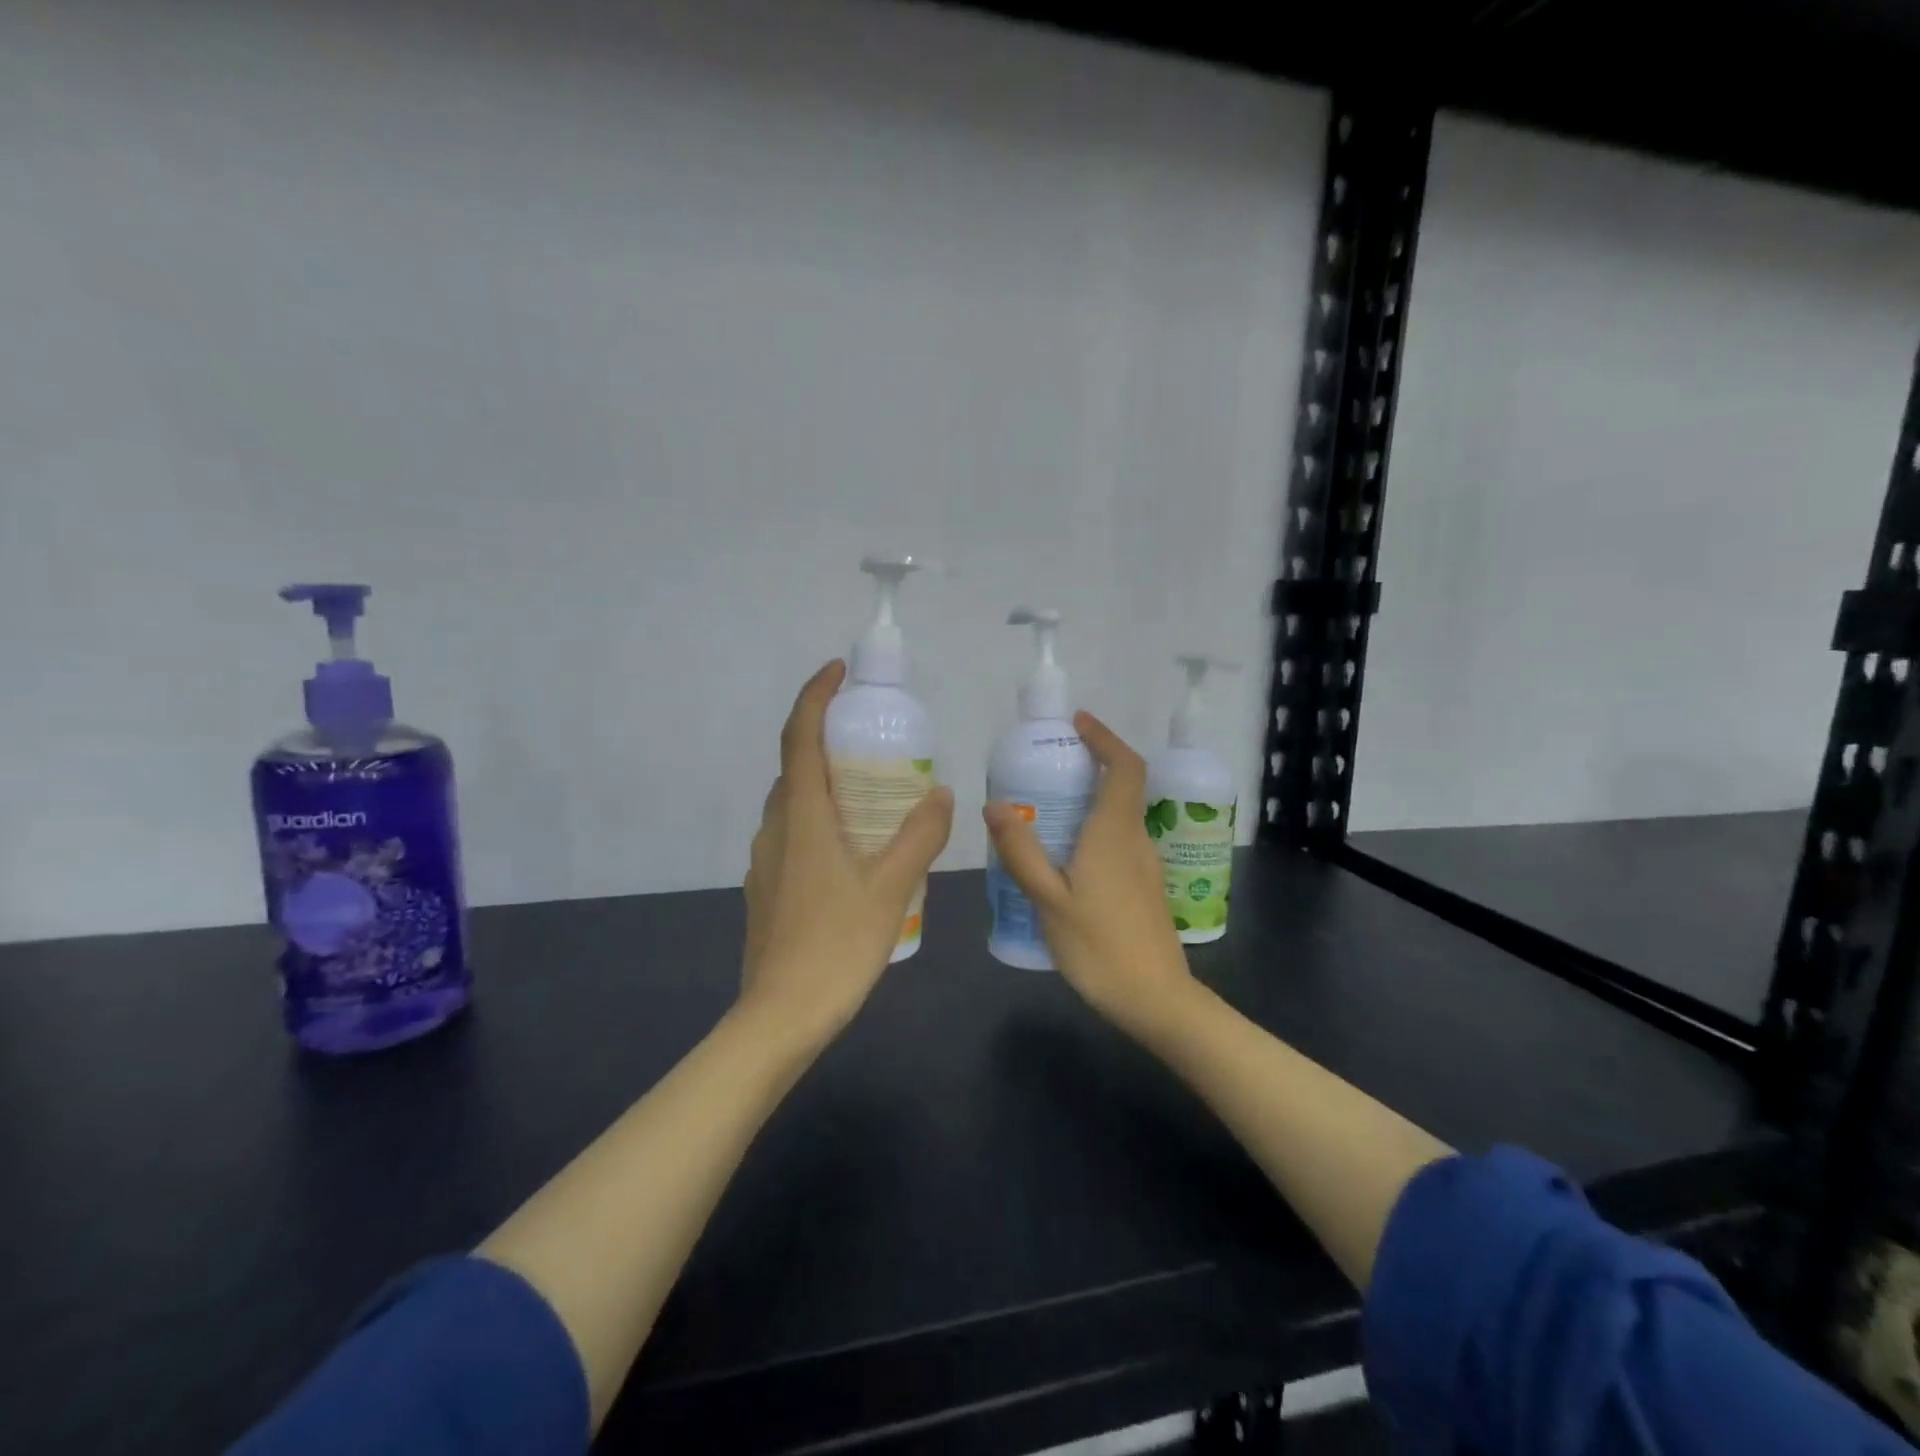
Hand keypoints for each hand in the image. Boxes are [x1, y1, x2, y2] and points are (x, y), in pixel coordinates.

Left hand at [741, 661, 954, 1041]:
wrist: (781, 1016)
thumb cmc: (837, 944)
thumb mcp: (891, 887)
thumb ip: (920, 835)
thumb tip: (941, 792)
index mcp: (800, 816)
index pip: (798, 737)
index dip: (814, 696)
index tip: (837, 672)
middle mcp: (775, 828)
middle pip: (795, 767)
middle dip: (827, 740)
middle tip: (873, 740)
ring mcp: (765, 860)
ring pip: (794, 804)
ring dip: (826, 784)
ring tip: (872, 794)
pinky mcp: (767, 888)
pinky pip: (793, 834)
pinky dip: (820, 820)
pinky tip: (854, 850)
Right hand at [983, 712, 1193, 1038]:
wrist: (1156, 1000)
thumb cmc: (1099, 948)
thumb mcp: (1049, 900)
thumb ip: (1021, 852)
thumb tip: (995, 805)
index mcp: (1114, 833)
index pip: (1125, 767)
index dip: (1106, 738)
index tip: (1078, 723)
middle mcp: (1136, 840)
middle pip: (1123, 787)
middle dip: (1093, 764)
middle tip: (1048, 765)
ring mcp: (1146, 864)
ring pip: (1121, 815)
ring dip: (1092, 798)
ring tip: (1048, 807)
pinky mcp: (1146, 887)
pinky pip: (1119, 839)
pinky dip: (1096, 827)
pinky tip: (1066, 854)